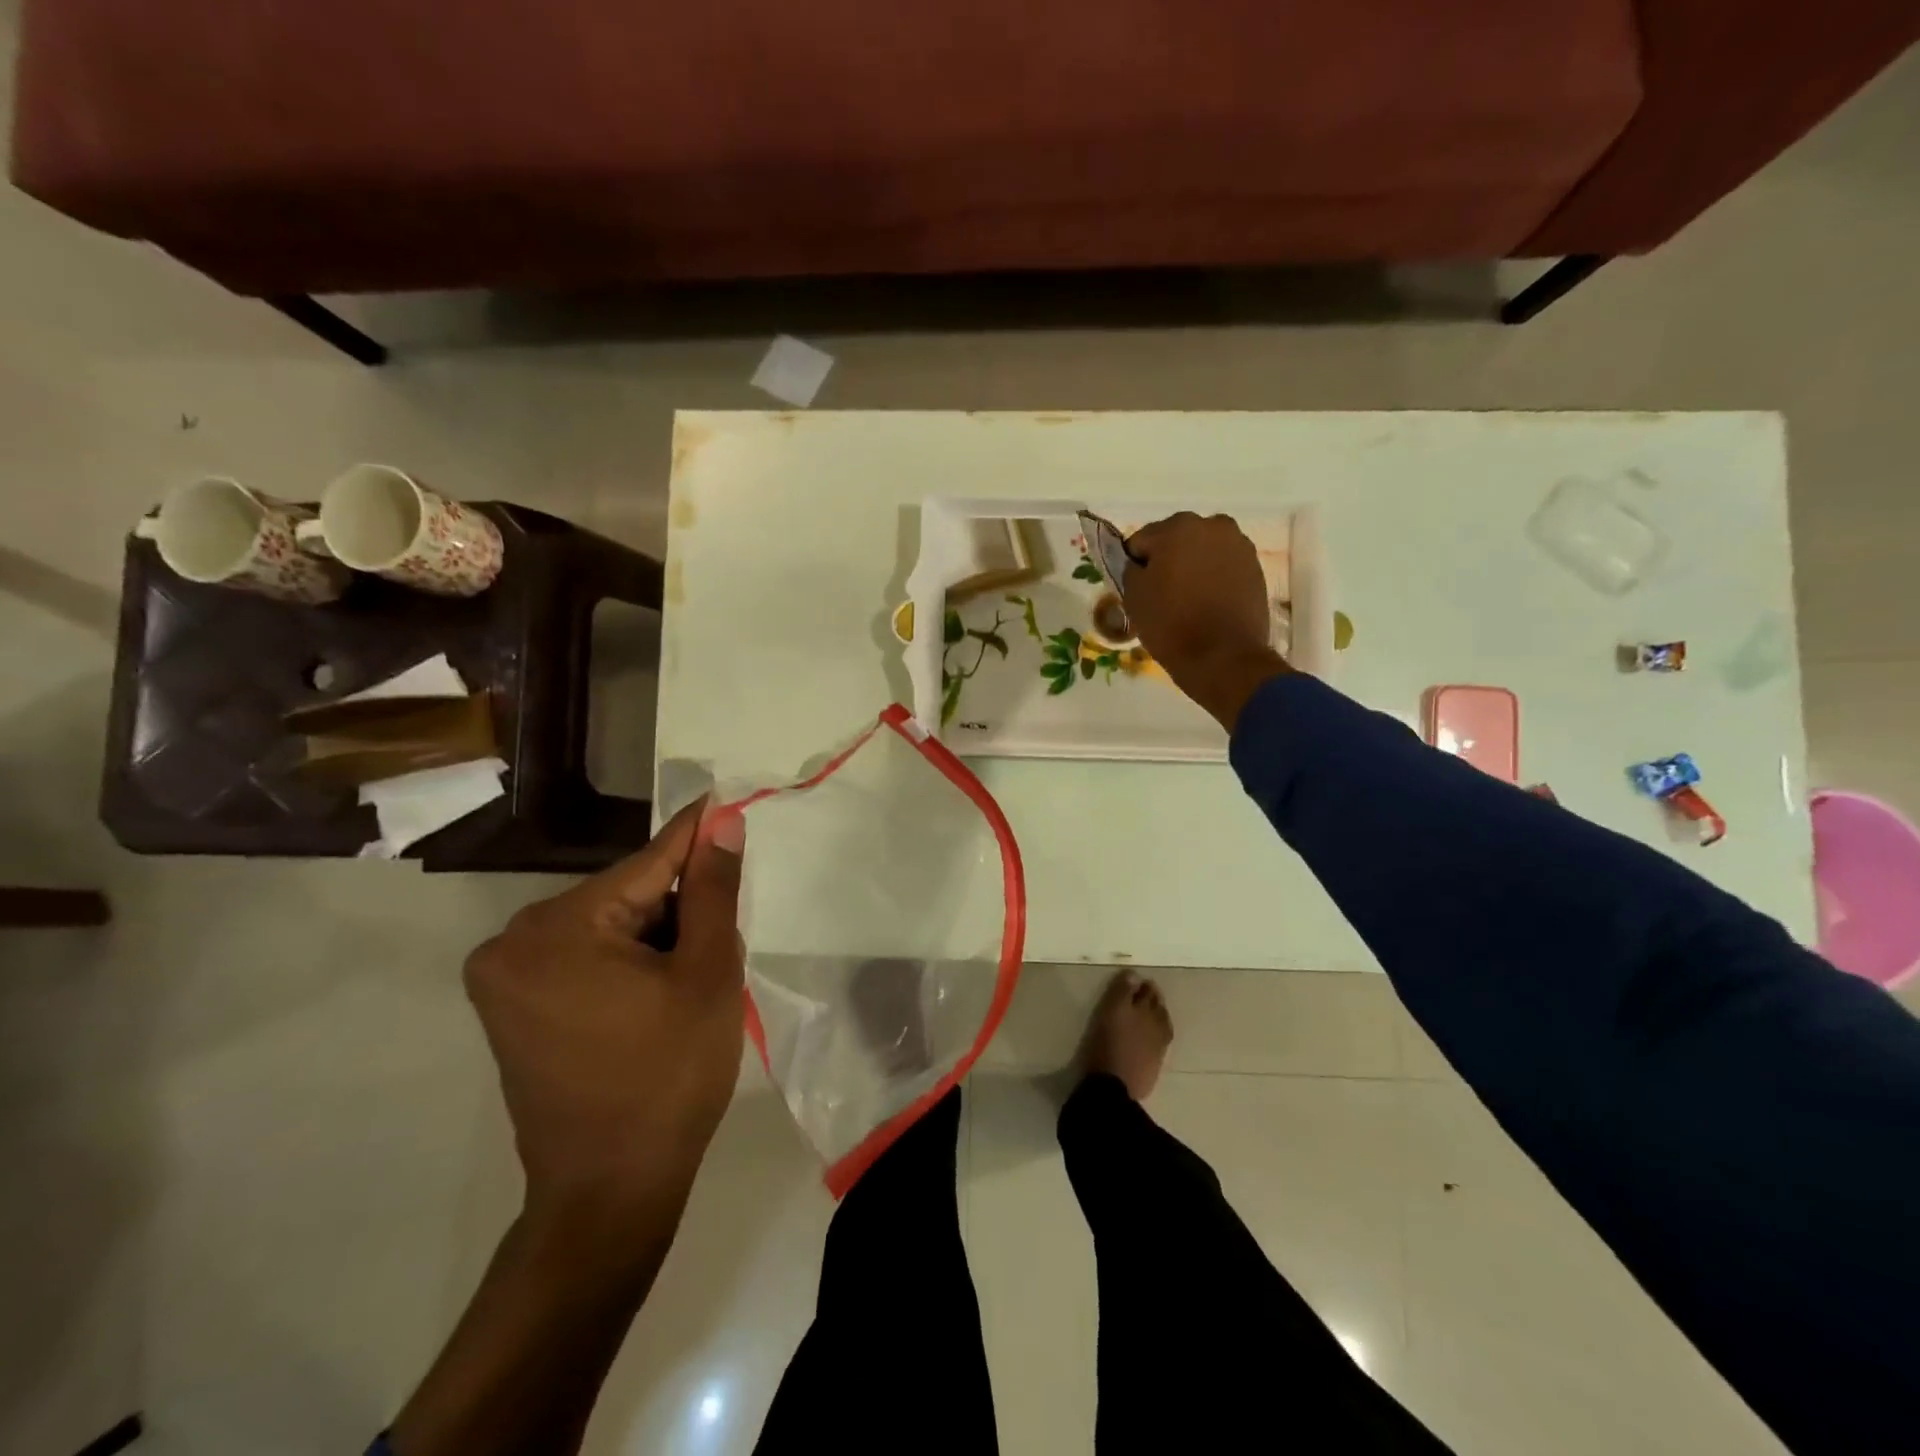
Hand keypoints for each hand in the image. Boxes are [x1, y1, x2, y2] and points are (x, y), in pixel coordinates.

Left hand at [463, 799, 746, 1231]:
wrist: (609, 1191)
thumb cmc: (669, 1078)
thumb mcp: (708, 975)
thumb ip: (714, 891)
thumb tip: (722, 825)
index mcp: (558, 929)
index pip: (648, 862)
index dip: (696, 834)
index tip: (726, 798)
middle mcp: (513, 940)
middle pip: (625, 895)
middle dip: (678, 905)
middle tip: (722, 936)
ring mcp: (504, 975)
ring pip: (607, 924)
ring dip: (655, 933)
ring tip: (692, 975)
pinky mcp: (510, 1003)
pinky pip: (584, 954)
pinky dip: (626, 958)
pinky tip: (657, 991)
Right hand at [1125, 511, 1289, 729]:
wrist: (1223, 657)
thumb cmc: (1171, 624)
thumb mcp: (1133, 597)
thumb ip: (1131, 569)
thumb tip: (1139, 564)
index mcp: (1177, 527)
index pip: (1141, 541)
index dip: (1135, 565)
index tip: (1137, 588)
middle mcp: (1212, 525)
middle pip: (1176, 539)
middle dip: (1167, 560)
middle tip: (1162, 593)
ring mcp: (1238, 545)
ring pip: (1202, 550)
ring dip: (1192, 566)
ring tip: (1187, 599)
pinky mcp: (1255, 567)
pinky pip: (1223, 565)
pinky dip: (1214, 577)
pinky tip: (1208, 602)